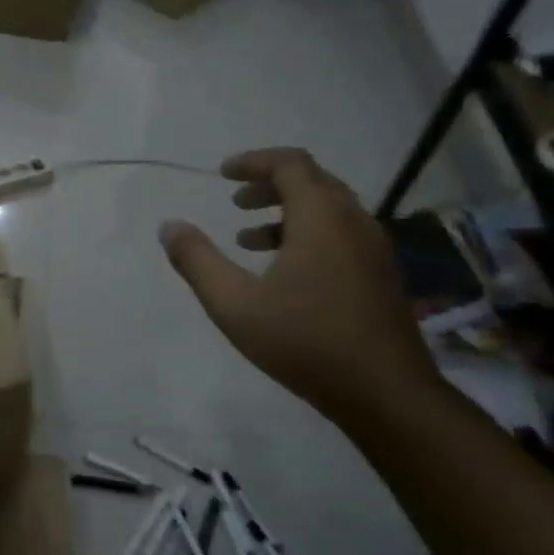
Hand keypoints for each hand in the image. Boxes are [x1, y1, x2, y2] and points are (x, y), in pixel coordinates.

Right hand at [159, 148, 439, 418]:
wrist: (384, 393)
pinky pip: (342, 234)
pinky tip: (284, 272)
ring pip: (329, 210)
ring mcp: (374, 249)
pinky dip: (308, 234)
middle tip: (234, 202)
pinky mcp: (381, 275)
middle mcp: (354, 222)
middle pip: (313, 181)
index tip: (222, 174)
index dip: (254, 162)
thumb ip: (197, 261)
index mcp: (321, 218)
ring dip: (287, 212)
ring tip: (248, 239)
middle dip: (269, 185)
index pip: (291, 164)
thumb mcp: (234, 303)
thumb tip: (169, 227)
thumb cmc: (304, 341)